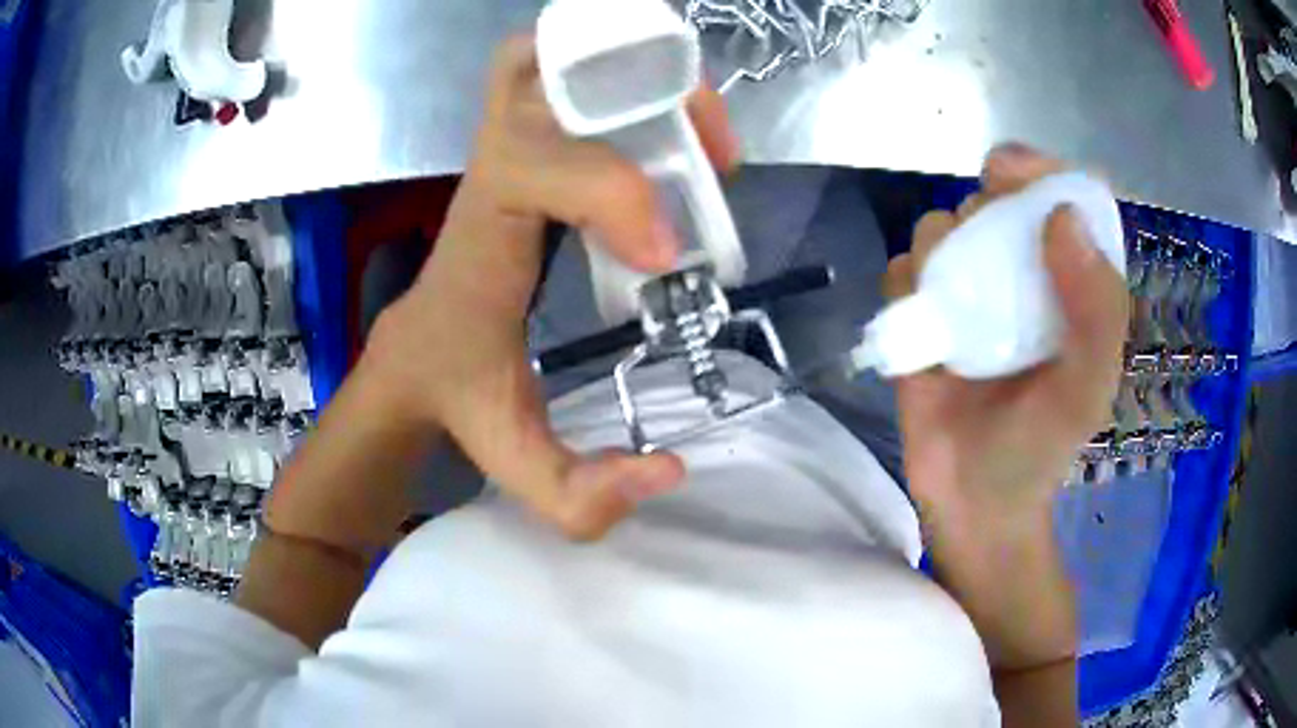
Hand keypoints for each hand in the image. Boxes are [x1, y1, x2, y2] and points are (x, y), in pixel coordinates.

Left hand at [366, 36, 738, 539]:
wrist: (415, 357)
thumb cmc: (459, 396)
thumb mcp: (514, 459)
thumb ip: (580, 493)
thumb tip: (670, 470)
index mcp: (481, 239)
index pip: (535, 168)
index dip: (612, 191)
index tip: (667, 255)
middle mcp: (486, 175)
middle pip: (540, 80)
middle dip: (639, 100)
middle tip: (707, 157)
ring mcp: (498, 148)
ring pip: (544, 61)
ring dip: (633, 75)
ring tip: (698, 135)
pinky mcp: (517, 144)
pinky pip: (550, 73)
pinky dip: (608, 70)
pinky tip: (661, 122)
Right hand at [883, 144, 1128, 525]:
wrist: (971, 502)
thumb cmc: (1040, 449)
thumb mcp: (1086, 389)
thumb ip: (1096, 310)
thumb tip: (1061, 215)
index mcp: (1070, 280)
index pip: (1059, 195)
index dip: (1036, 169)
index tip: (1008, 173)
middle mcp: (1020, 272)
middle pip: (993, 198)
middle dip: (982, 208)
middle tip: (982, 254)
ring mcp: (968, 291)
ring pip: (942, 226)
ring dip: (940, 248)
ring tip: (951, 307)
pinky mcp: (921, 314)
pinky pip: (902, 271)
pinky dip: (905, 284)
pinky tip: (921, 325)